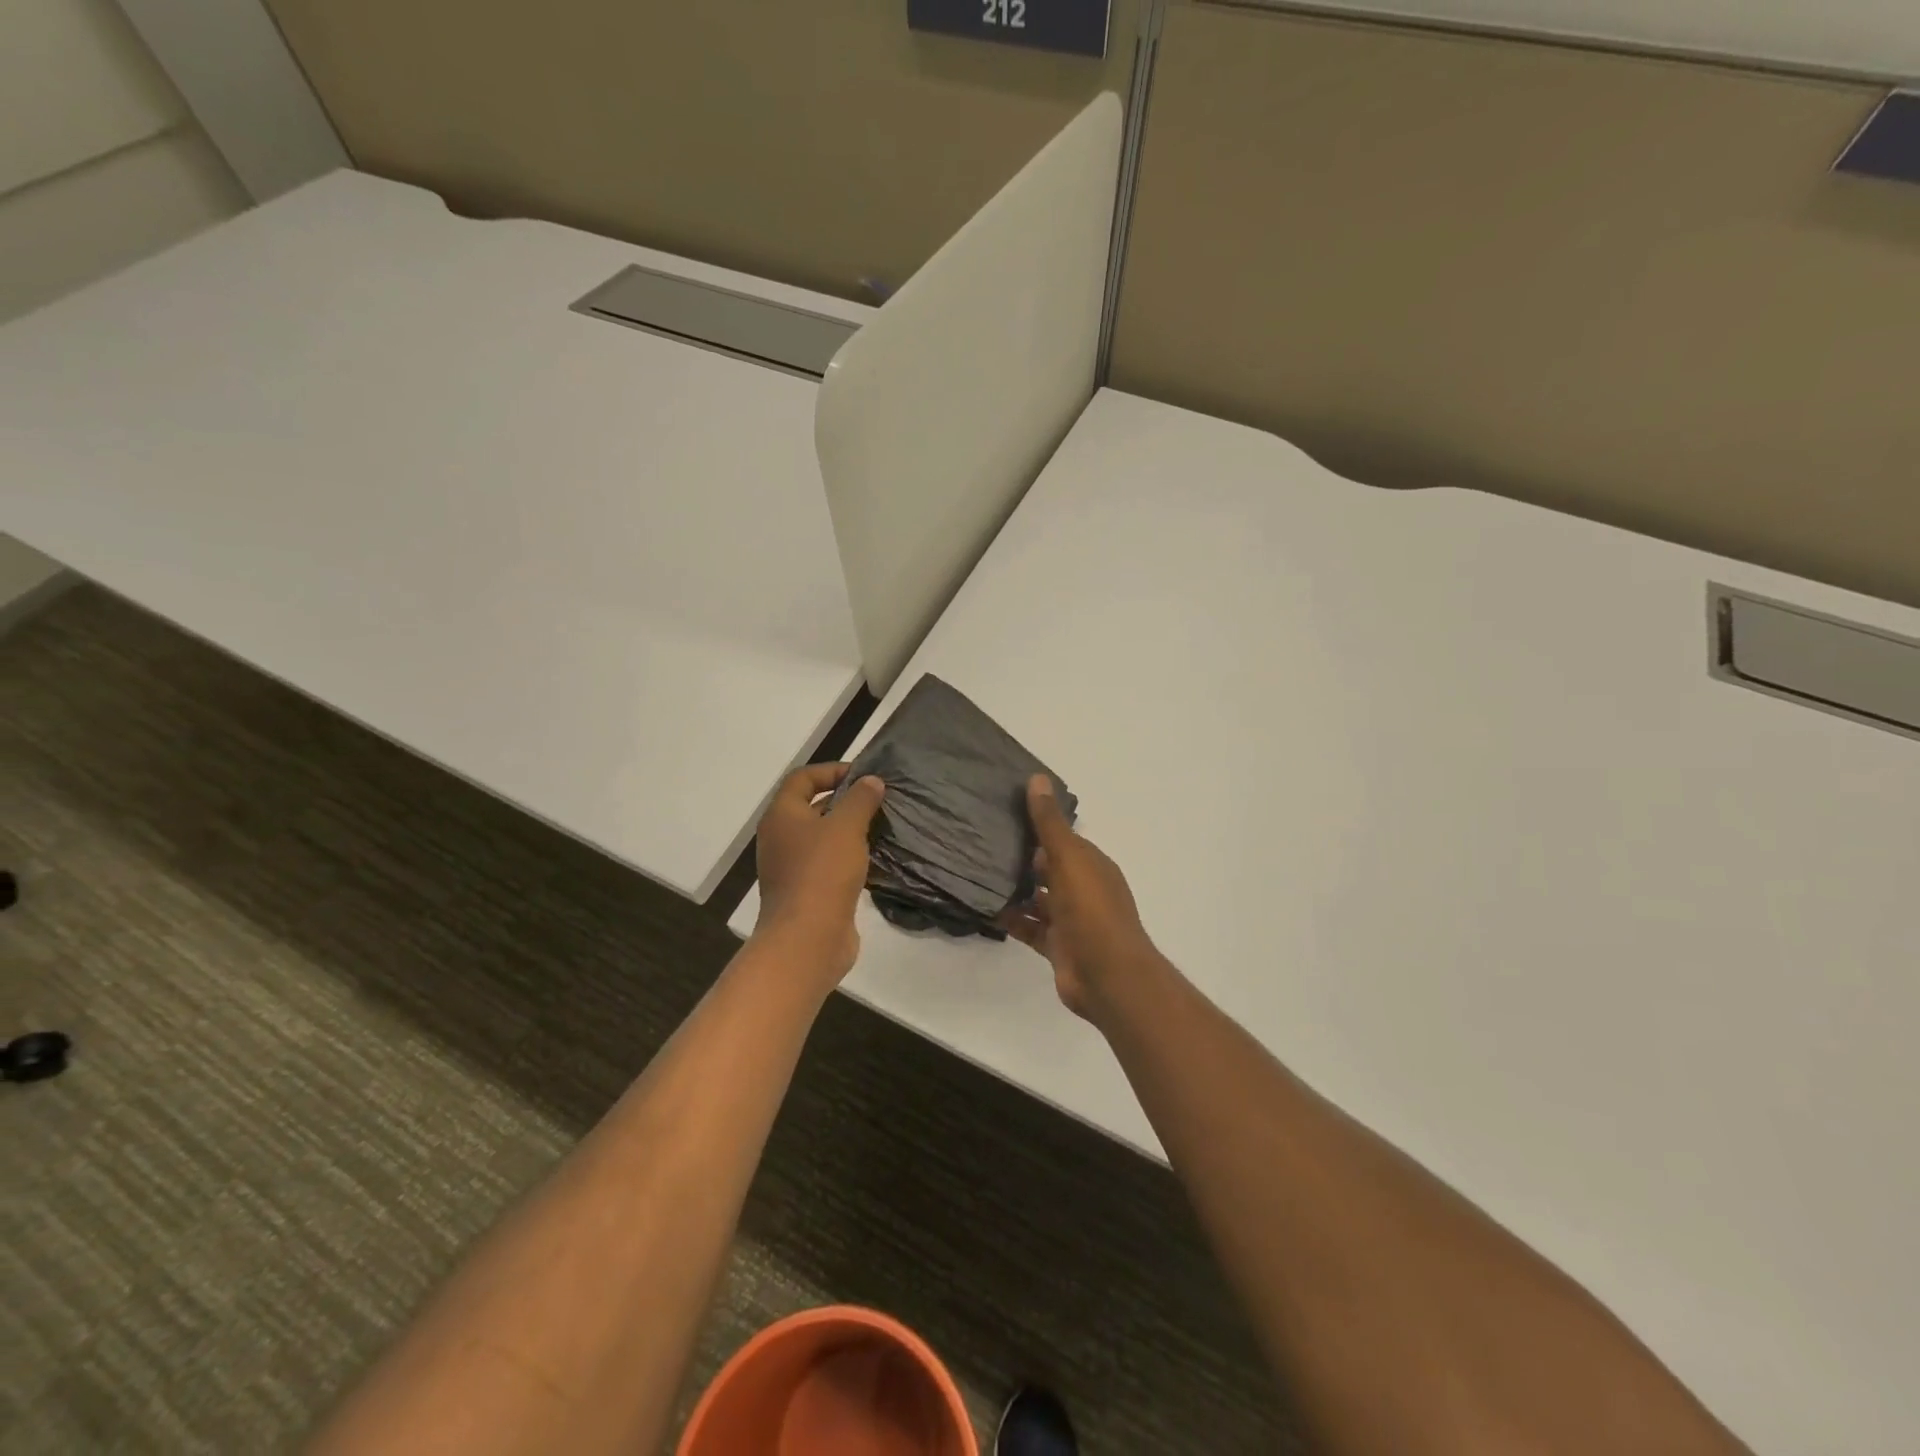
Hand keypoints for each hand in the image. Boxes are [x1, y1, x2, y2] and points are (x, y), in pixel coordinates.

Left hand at [753, 764, 885, 984]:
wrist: (807, 940)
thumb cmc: (822, 873)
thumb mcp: (846, 827)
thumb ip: (860, 799)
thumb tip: (871, 781)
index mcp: (782, 816)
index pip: (802, 778)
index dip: (832, 770)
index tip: (864, 776)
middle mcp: (781, 838)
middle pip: (812, 807)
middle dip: (845, 801)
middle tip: (879, 800)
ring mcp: (792, 868)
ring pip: (823, 838)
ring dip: (850, 831)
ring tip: (882, 827)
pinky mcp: (808, 892)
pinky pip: (830, 864)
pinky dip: (850, 858)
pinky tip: (876, 860)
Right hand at [1005, 775, 1161, 1020]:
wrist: (1107, 976)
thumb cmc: (1091, 910)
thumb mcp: (1069, 858)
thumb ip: (1049, 823)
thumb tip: (1037, 778)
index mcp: (1092, 865)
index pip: (1063, 839)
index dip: (1038, 826)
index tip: (1004, 813)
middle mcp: (1084, 889)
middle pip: (1049, 868)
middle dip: (1021, 857)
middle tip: (981, 842)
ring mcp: (1071, 920)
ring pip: (1038, 898)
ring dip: (1015, 889)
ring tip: (978, 873)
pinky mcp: (1057, 946)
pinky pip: (1030, 927)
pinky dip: (1012, 919)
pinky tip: (986, 909)